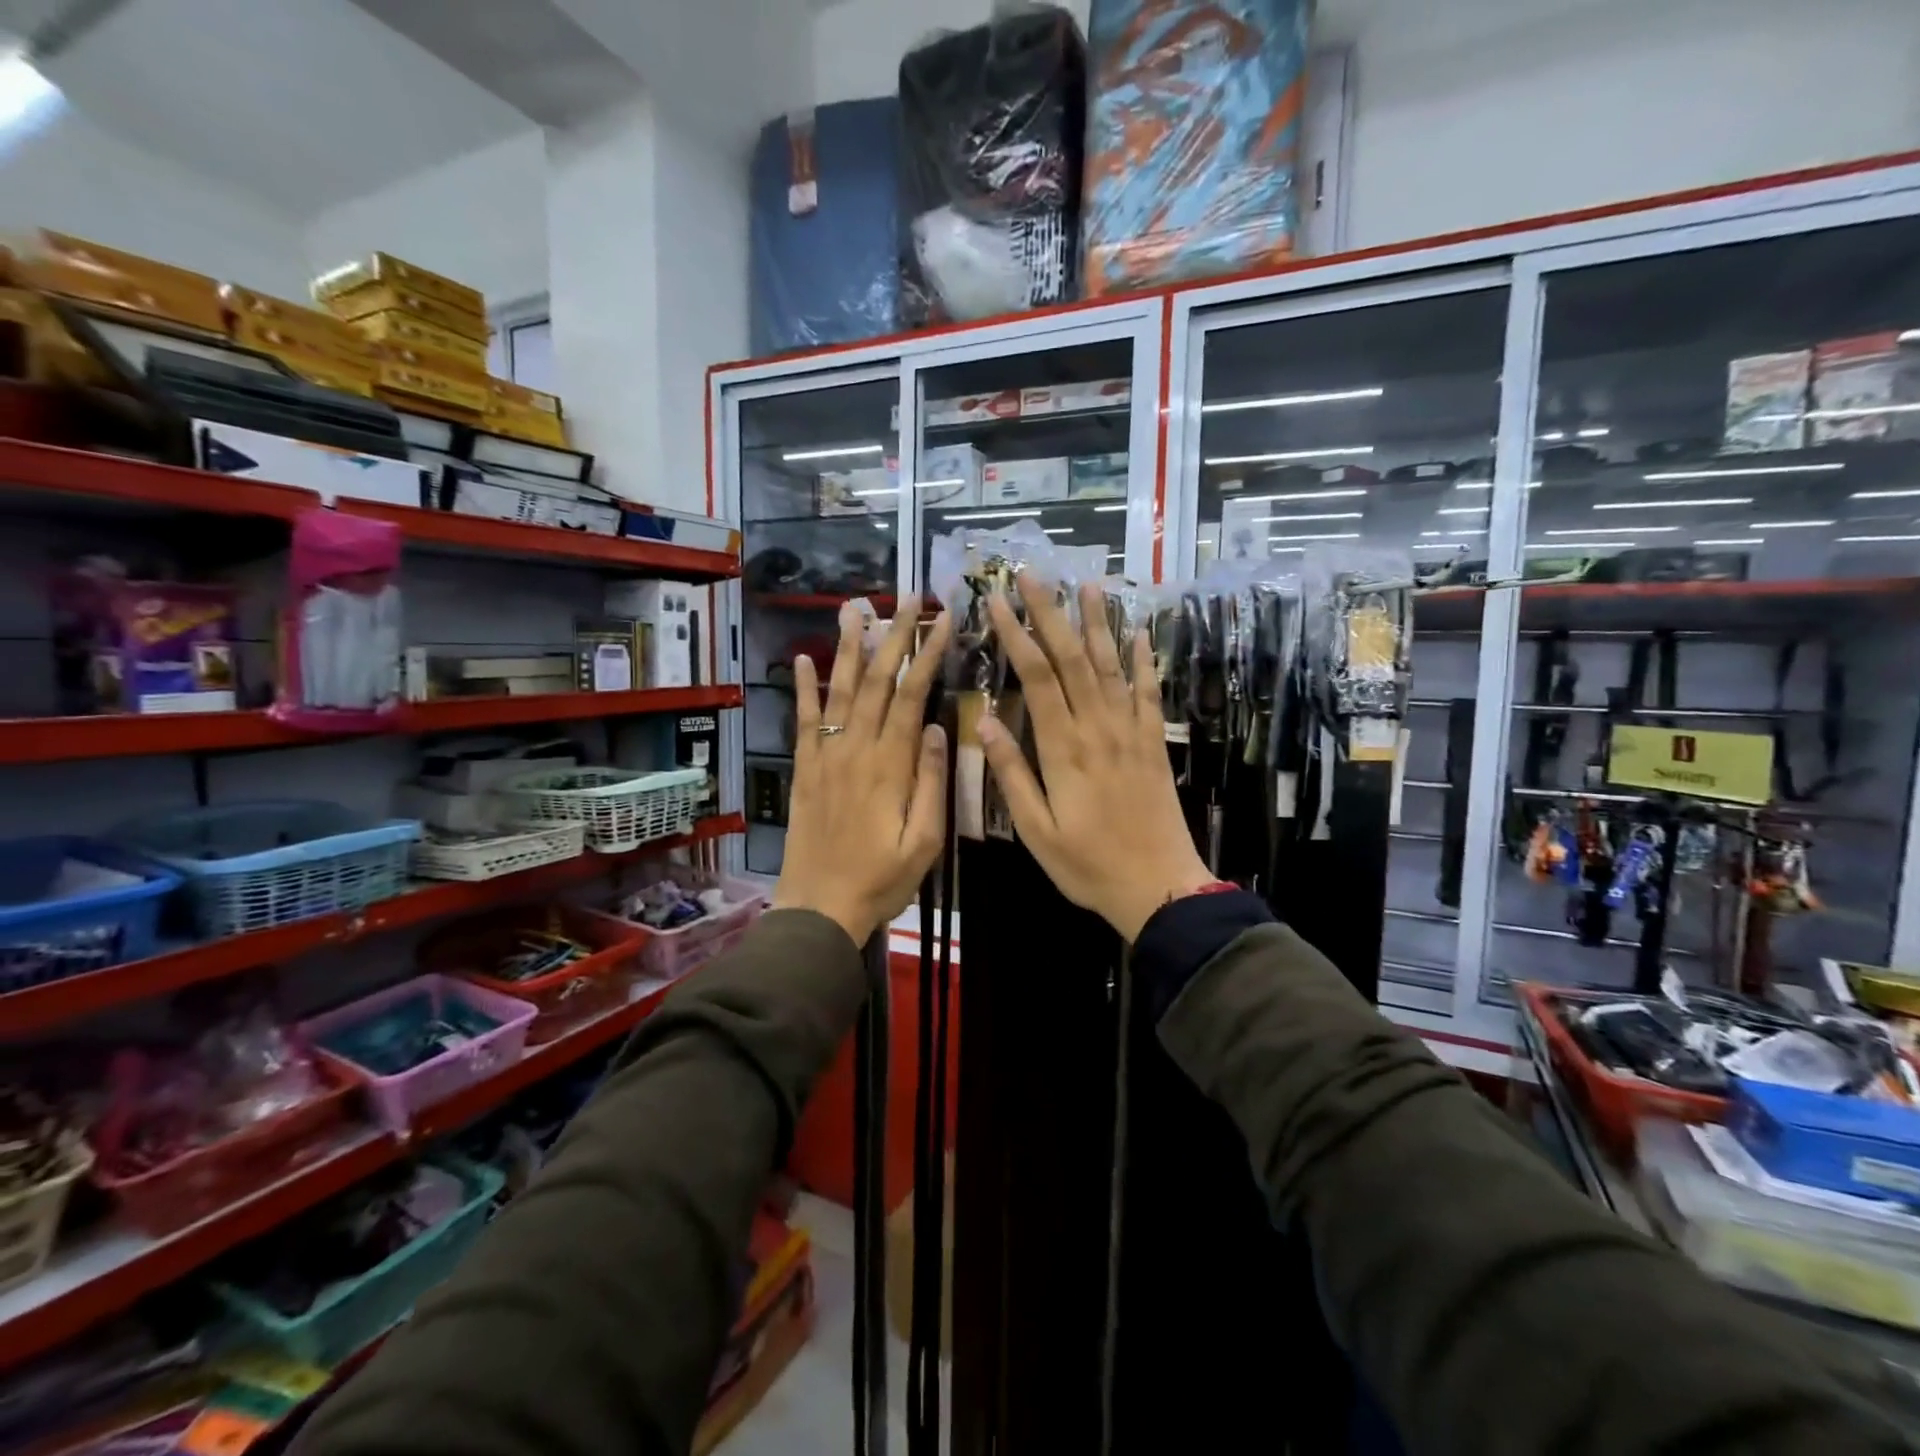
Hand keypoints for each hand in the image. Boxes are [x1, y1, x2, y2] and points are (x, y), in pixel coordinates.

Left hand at [772, 597, 951, 945]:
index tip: (942, 620)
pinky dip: (805, 688)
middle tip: (907, 596)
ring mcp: (826, 757)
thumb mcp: (923, 841)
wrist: (819, 908)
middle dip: (894, 635)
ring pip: (841, 691)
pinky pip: (805, 722)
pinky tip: (806, 659)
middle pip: (878, 682)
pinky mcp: (805, 770)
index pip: (913, 696)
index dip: (928, 654)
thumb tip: (938, 729)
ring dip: (850, 647)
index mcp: (891, 766)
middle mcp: (857, 750)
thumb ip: (931, 783)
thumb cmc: (881, 880)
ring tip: (856, 607)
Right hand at [979, 576, 1211, 941]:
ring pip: (1112, 665)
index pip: (1037, 677)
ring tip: (1088, 583)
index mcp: (1063, 749)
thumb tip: (987, 724)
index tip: (998, 600)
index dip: (1017, 634)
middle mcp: (1098, 728)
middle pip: (1073, 659)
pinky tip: (1141, 632)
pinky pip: (1150, 692)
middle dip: (1051, 612)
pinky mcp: (1154, 743)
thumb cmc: (1088, 865)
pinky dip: (1145, 659)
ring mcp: (1131, 732)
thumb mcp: (1036, 831)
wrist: (1159, 886)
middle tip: (1034, 573)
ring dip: (1098, 623)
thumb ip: (1012, 775)